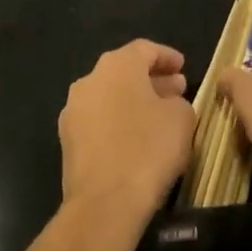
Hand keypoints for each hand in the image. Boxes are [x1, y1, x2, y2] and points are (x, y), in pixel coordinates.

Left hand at [58, 40, 196, 226]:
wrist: (105, 201)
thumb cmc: (149, 149)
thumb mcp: (181, 118)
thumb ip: (178, 101)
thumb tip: (168, 103)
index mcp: (116, 66)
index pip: (144, 49)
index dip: (166, 57)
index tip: (183, 67)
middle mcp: (89, 80)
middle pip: (124, 72)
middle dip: (151, 80)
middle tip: (176, 91)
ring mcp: (73, 111)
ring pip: (109, 96)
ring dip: (134, 102)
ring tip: (158, 116)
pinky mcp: (68, 140)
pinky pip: (99, 121)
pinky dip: (118, 122)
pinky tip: (137, 139)